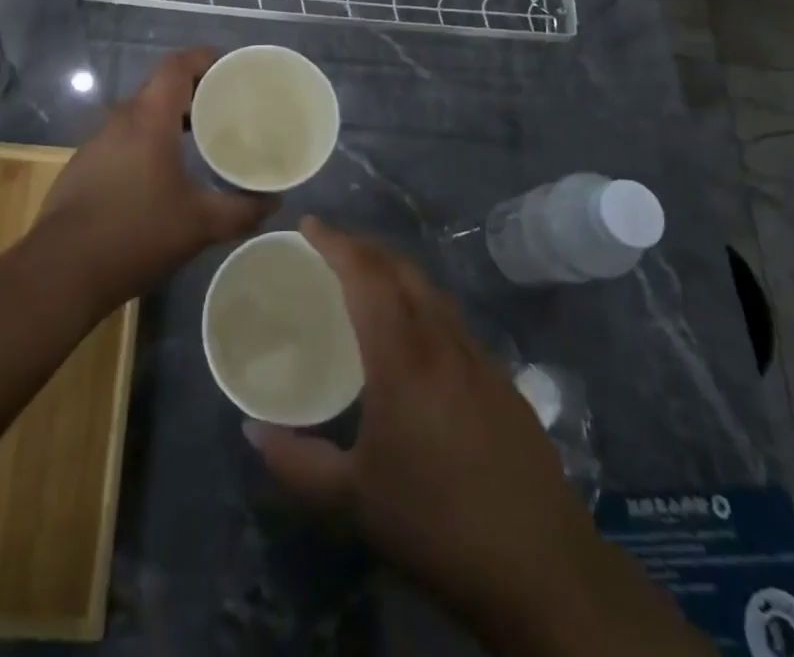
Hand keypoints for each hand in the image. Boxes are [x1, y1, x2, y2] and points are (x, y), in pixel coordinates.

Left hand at [37, 48, 274, 310]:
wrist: (61, 272)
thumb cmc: (135, 234)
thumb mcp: (199, 225)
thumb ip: (241, 210)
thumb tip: (274, 202)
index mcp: (149, 120)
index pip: (176, 66)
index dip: (204, 58)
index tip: (231, 67)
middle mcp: (120, 121)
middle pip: (159, 87)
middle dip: (194, 90)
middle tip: (226, 105)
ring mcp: (97, 143)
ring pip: (140, 114)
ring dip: (170, 117)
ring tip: (200, 138)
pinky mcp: (84, 167)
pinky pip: (124, 139)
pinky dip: (148, 141)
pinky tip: (162, 173)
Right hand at [246, 219, 709, 656]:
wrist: (543, 569)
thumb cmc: (437, 527)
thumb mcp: (354, 502)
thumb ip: (296, 463)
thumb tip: (251, 431)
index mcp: (403, 359)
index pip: (366, 276)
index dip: (336, 242)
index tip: (308, 224)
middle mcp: (442, 342)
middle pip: (401, 269)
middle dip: (363, 246)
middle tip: (330, 246)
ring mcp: (478, 357)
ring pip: (431, 289)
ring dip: (395, 269)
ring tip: (366, 279)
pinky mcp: (502, 378)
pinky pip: (452, 317)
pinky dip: (422, 300)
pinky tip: (414, 332)